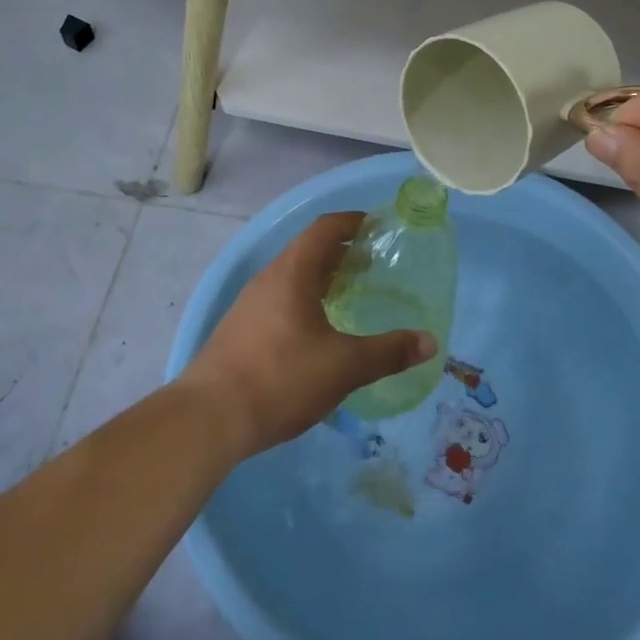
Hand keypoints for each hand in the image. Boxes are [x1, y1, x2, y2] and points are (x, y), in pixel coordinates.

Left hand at [181, 211, 436, 455]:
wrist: (209, 418)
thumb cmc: (281, 378)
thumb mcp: (344, 367)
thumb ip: (388, 352)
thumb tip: (430, 342)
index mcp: (292, 273)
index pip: (324, 229)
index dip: (353, 222)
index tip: (378, 227)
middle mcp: (268, 280)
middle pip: (308, 251)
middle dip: (342, 253)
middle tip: (374, 264)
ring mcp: (249, 306)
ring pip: (292, 278)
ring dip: (322, 279)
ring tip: (350, 296)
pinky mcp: (239, 331)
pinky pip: (280, 301)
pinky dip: (305, 302)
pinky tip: (318, 333)